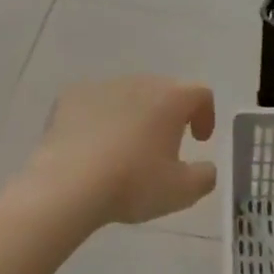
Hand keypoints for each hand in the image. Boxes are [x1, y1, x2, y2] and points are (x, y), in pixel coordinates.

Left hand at [19, 76, 216, 226]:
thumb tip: (206, 168)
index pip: (200, 93)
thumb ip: (205, 176)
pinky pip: (95, 104)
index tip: (199, 140)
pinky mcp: (69, 97)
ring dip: (134, 116)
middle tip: (165, 145)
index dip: (205, 115)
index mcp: (171, 98)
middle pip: (163, 91)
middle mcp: (139, 82)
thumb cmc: (133, 184)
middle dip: (169, 114)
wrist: (67, 186)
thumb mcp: (182, 191)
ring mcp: (101, 87)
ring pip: (127, 96)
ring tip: (126, 149)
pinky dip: (100, 119)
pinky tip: (94, 147)